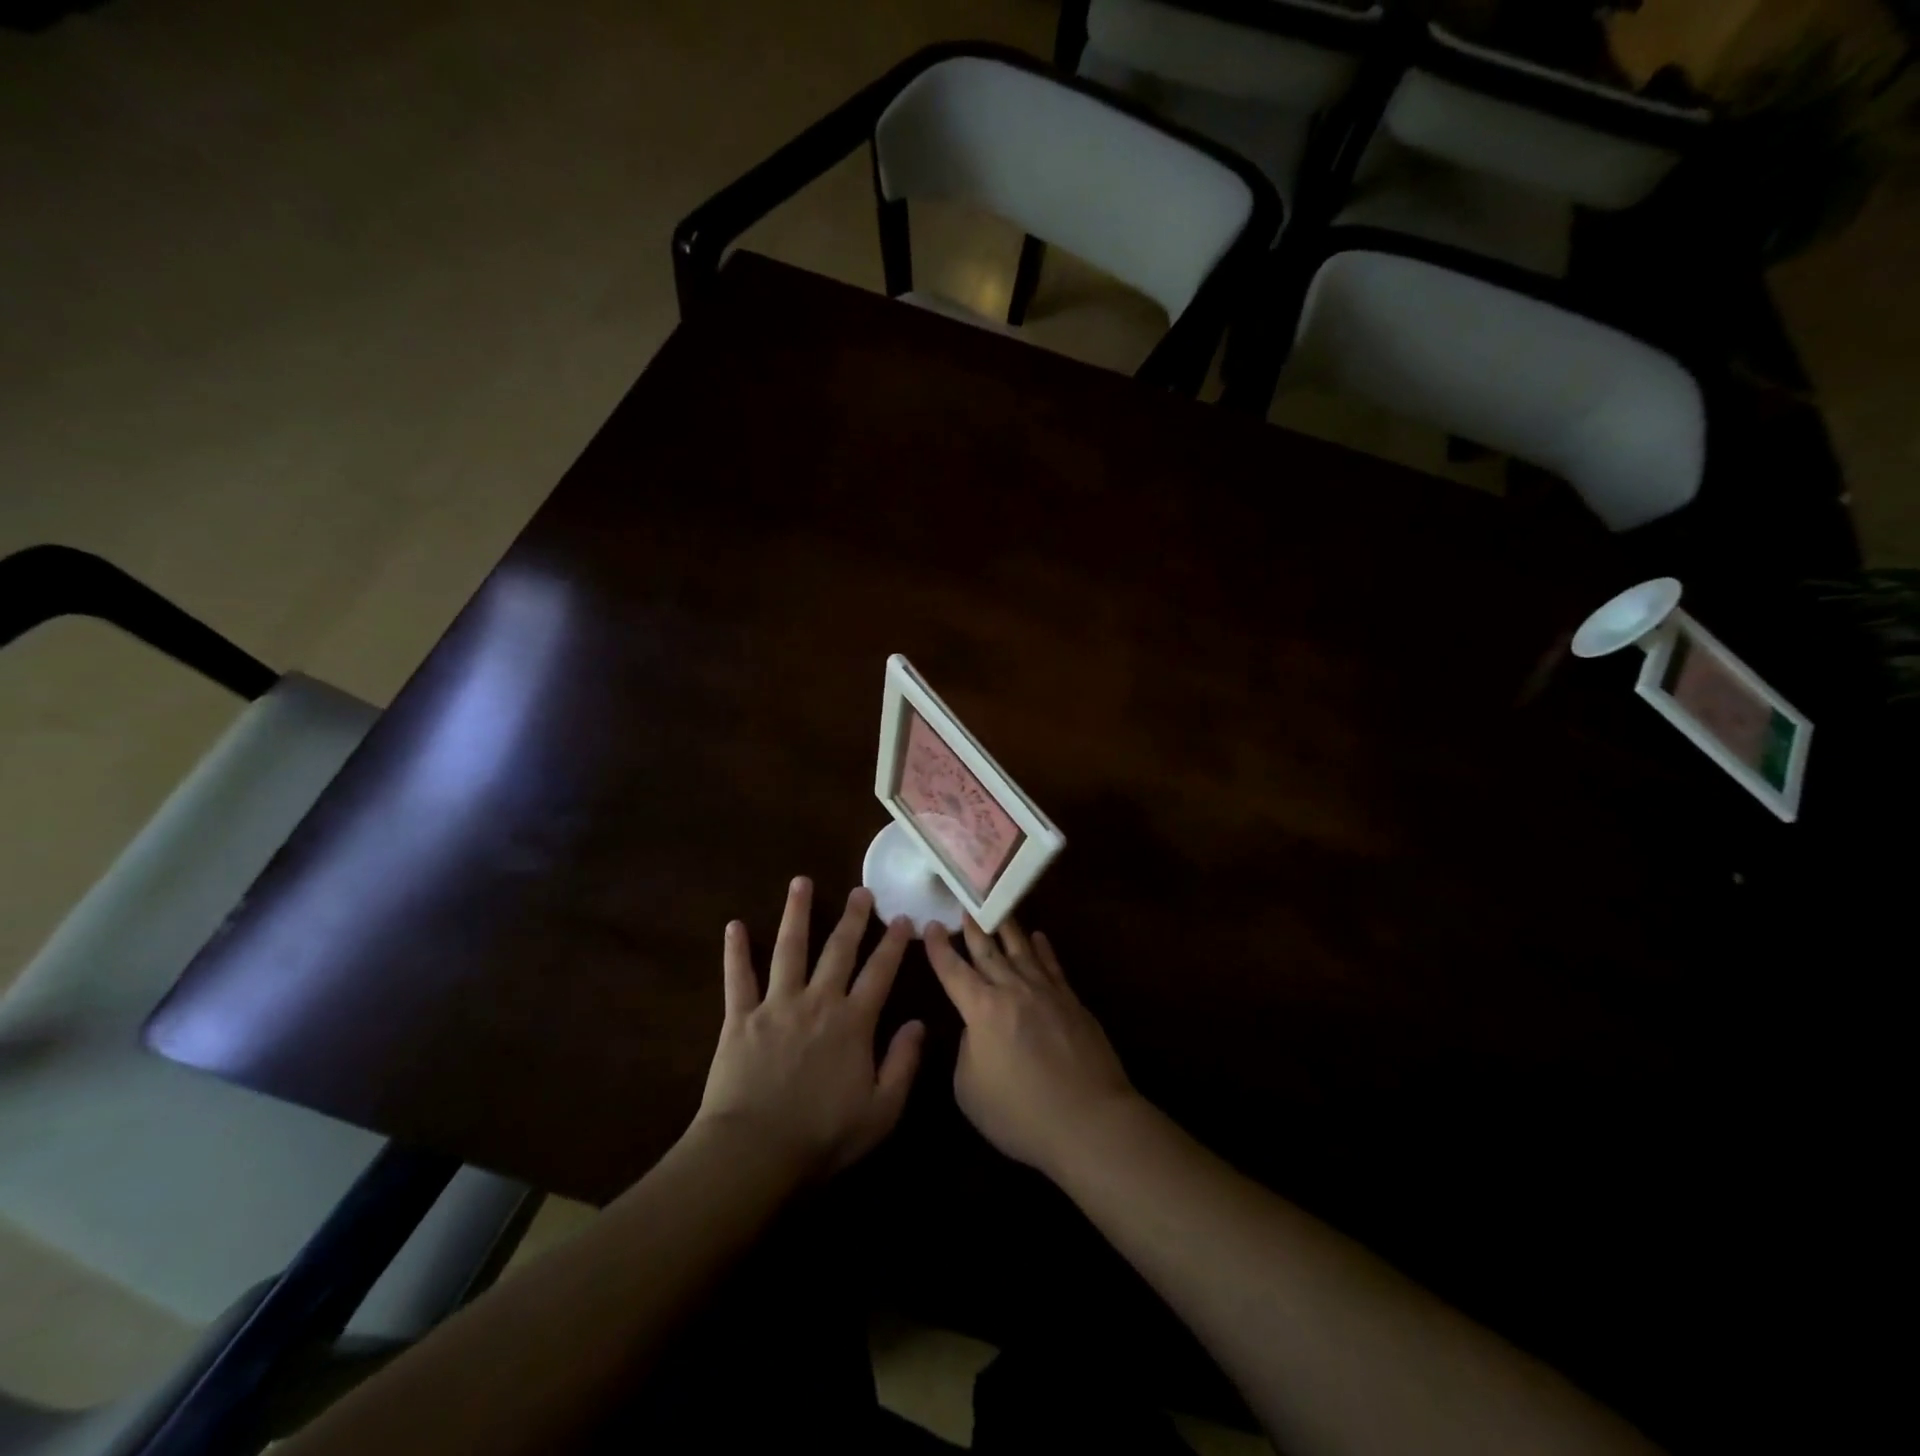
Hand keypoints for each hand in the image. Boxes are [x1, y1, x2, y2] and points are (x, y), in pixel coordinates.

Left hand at [696, 879, 924, 1180]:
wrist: (754, 1152)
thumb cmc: (822, 1136)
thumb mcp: (881, 1110)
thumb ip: (903, 1063)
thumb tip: (919, 1023)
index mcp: (853, 1022)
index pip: (880, 972)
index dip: (893, 943)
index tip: (902, 918)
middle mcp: (818, 1001)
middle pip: (838, 950)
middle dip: (853, 917)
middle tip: (861, 890)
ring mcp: (776, 1005)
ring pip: (790, 949)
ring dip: (797, 913)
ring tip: (801, 882)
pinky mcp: (739, 1018)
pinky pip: (737, 978)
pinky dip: (736, 951)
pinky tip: (735, 925)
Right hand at [925, 917, 1135, 1177]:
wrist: (1089, 1121)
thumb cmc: (1020, 1114)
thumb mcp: (970, 1090)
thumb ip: (967, 1050)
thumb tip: (977, 1029)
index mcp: (982, 1010)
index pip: (954, 971)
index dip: (939, 949)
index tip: (929, 925)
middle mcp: (1013, 990)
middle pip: (988, 951)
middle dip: (972, 928)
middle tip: (963, 904)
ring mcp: (1046, 992)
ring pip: (1022, 950)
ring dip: (1006, 928)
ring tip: (997, 908)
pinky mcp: (1073, 1002)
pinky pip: (1053, 966)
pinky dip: (1043, 949)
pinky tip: (1038, 937)